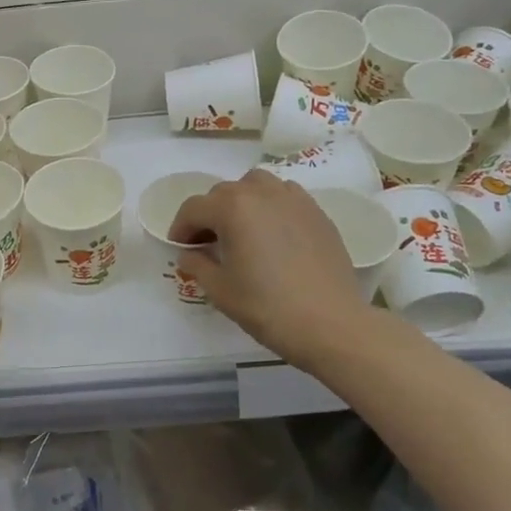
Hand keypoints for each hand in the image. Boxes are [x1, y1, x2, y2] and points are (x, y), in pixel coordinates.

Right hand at [168, 170, 377, 368]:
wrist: (331, 324)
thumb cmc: (268, 307)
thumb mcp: (220, 290)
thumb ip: (197, 265)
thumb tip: (189, 254)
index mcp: (232, 208)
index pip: (194, 208)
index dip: (180, 228)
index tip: (179, 248)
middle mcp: (261, 193)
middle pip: (223, 193)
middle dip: (209, 215)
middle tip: (207, 245)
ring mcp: (293, 199)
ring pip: (255, 186)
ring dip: (240, 202)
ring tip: (241, 231)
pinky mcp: (316, 212)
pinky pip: (284, 196)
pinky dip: (270, 205)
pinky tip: (273, 233)